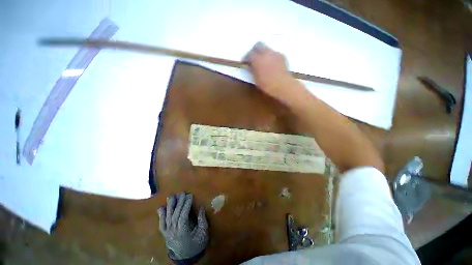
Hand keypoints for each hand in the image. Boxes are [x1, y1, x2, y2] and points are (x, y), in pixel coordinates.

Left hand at [158, 193, 208, 261]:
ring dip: (169, 206)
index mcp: (183, 231)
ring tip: (172, 196)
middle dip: (179, 202)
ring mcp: (168, 232)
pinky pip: (161, 223)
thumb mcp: (203, 233)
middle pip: (175, 214)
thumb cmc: (196, 244)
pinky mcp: (165, 233)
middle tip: (182, 193)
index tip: (190, 195)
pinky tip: (161, 208)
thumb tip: (201, 208)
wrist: (186, 256)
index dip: (186, 205)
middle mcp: (173, 231)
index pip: (183, 215)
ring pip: (167, 217)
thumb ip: (202, 220)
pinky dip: (161, 215)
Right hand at [244, 42, 293, 100]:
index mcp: (257, 59)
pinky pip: (274, 53)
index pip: (249, 54)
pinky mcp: (282, 56)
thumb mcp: (256, 79)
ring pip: (267, 48)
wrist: (282, 85)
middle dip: (255, 50)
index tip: (246, 62)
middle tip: (254, 57)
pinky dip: (271, 57)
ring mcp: (275, 53)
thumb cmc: (267, 85)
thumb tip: (251, 66)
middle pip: (258, 45)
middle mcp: (266, 53)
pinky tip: (272, 64)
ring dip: (264, 53)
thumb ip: (252, 70)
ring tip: (264, 61)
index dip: (247, 57)